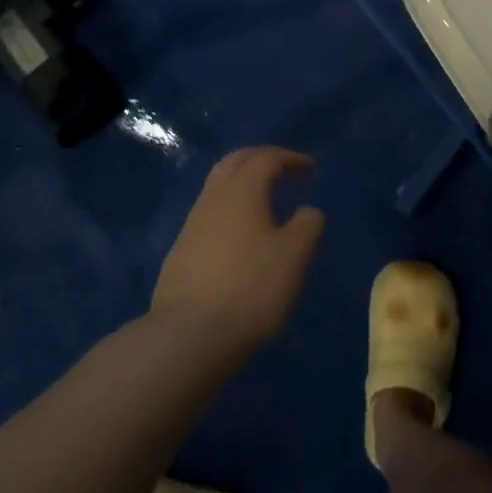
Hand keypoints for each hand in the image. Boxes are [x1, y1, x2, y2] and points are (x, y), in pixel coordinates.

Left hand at [151, 147, 324, 355]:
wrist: (189, 334)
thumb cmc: (250, 288)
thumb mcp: (293, 257)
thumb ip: (307, 226)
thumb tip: (308, 210)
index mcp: (242, 191)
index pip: (265, 158)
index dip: (289, 158)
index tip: (309, 168)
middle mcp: (213, 198)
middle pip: (234, 162)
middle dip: (260, 158)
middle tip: (283, 168)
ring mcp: (192, 224)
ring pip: (217, 186)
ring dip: (241, 181)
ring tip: (263, 198)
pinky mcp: (181, 250)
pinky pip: (209, 211)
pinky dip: (229, 206)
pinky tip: (240, 231)